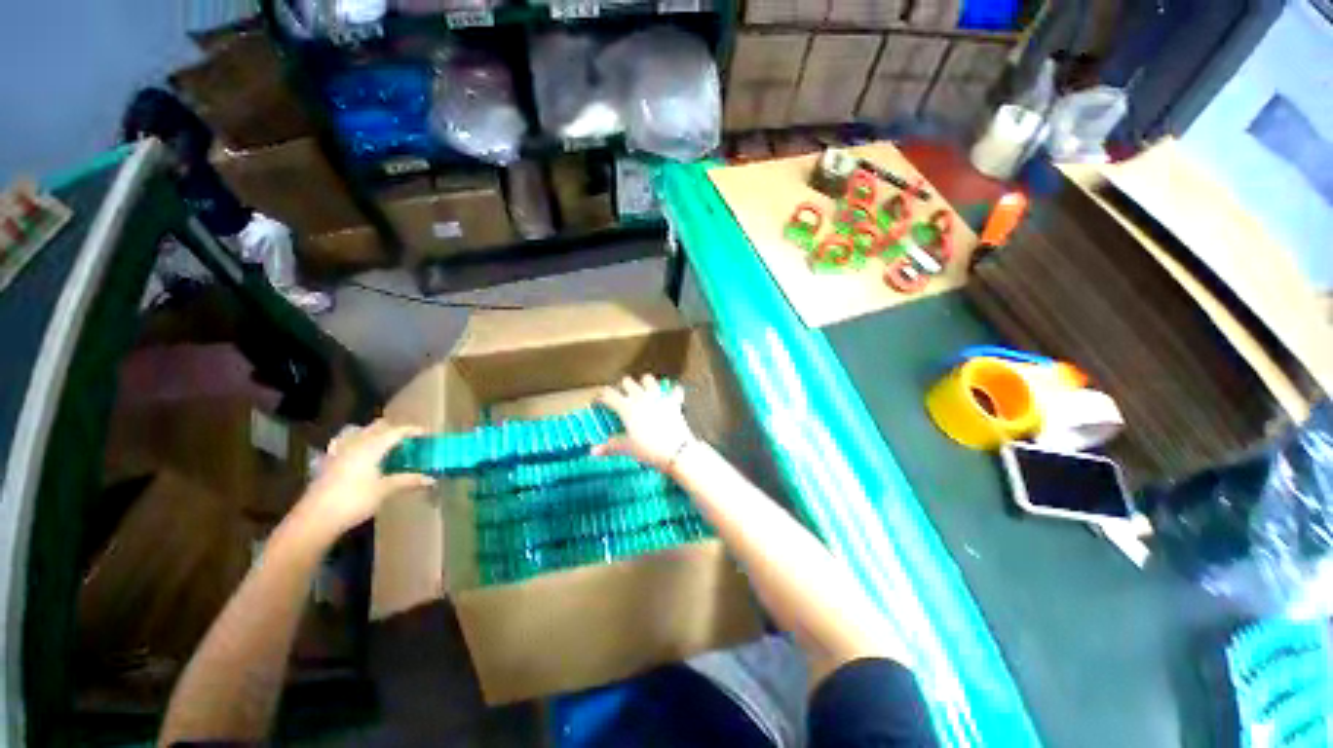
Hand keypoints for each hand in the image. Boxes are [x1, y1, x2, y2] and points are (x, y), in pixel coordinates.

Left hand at [290, 419, 434, 543]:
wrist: (315, 518)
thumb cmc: (354, 500)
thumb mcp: (385, 490)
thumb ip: (408, 480)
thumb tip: (432, 479)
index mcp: (372, 446)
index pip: (397, 431)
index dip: (413, 430)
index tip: (426, 434)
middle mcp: (356, 443)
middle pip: (378, 427)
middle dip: (395, 430)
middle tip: (409, 441)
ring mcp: (340, 451)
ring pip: (360, 432)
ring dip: (375, 434)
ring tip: (386, 445)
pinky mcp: (330, 461)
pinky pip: (346, 442)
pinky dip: (358, 442)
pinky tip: (361, 454)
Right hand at [593, 375, 696, 472]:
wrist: (675, 451)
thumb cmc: (647, 449)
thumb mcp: (627, 448)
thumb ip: (610, 446)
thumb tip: (593, 451)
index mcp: (627, 407)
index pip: (609, 394)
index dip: (602, 396)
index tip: (599, 401)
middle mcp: (641, 397)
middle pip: (627, 381)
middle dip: (623, 387)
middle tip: (622, 397)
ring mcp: (658, 397)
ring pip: (648, 379)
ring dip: (645, 383)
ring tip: (644, 391)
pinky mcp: (673, 402)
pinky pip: (675, 390)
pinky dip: (673, 392)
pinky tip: (672, 394)